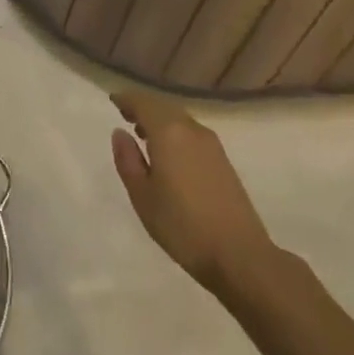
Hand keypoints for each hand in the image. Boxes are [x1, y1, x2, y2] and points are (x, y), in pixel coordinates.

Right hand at [110, 89, 275, 293]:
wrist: (240, 255)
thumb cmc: (182, 226)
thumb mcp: (142, 196)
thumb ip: (128, 160)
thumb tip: (120, 133)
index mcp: (169, 133)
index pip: (144, 103)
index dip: (127, 99)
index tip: (113, 100)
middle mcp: (191, 130)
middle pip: (164, 107)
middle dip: (144, 107)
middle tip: (125, 115)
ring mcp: (211, 144)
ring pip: (180, 119)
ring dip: (160, 120)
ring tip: (143, 135)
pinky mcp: (223, 160)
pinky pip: (191, 133)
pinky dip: (175, 132)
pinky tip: (169, 153)